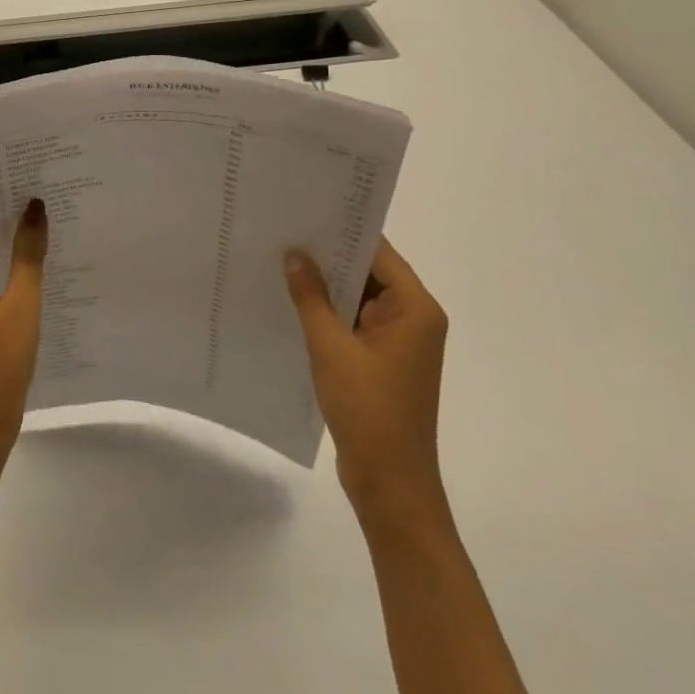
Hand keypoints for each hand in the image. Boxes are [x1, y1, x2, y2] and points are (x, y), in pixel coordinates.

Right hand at [284, 239, 449, 528]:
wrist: (390, 483)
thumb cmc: (369, 410)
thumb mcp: (331, 348)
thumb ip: (311, 298)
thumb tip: (293, 254)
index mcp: (415, 309)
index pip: (378, 253)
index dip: (343, 230)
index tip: (306, 210)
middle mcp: (412, 318)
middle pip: (368, 272)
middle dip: (328, 255)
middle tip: (283, 230)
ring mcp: (396, 341)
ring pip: (357, 297)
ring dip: (325, 284)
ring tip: (279, 258)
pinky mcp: (380, 359)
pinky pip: (352, 321)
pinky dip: (327, 311)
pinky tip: (291, 300)